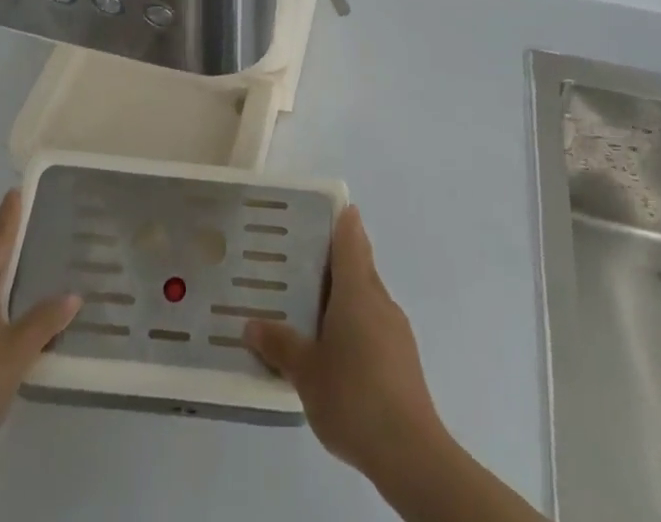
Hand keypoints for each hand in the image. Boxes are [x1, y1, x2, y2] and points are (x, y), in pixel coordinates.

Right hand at [244, 205, 447, 477]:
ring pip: (367, 297)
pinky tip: (336, 349)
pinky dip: (356, 324)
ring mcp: (396, 330)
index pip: (351, 239)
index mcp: (357, 290)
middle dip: (337, 259)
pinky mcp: (403, 359)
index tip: (328, 208)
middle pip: (360, 266)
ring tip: (312, 305)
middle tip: (303, 257)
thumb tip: (250, 325)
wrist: (409, 452)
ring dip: (345, 295)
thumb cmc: (353, 396)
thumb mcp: (305, 372)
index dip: (342, 220)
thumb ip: (279, 345)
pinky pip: (375, 324)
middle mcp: (379, 300)